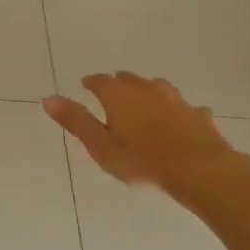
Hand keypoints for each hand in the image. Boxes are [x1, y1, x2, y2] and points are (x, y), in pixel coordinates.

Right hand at [43, 72, 239, 197]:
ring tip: (143, 105)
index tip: (86, 86)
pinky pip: (183, 108)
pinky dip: (175, 112)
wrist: (201, 170)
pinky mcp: (199, 115)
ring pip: (157, 89)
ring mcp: (176, 100)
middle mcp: (147, 89)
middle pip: (128, 79)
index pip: (99, 80)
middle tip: (111, 96)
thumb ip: (76, 121)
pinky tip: (177, 123)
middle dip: (118, 85)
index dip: (91, 83)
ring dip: (147, 93)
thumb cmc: (142, 160)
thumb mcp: (100, 145)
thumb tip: (48, 98)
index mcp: (119, 94)